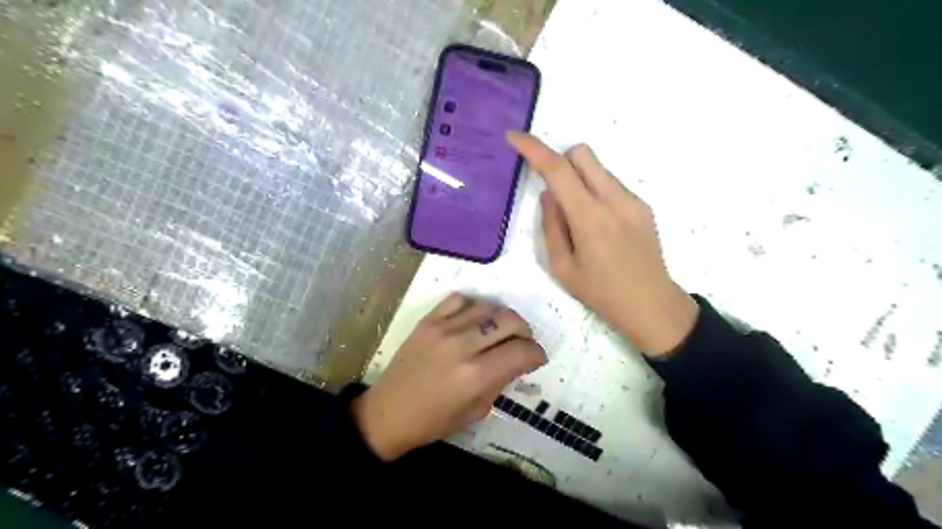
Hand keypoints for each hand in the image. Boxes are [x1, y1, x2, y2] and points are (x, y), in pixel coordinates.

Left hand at [351, 296, 544, 459]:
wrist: (388, 412)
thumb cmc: (434, 421)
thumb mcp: (476, 410)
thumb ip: (501, 380)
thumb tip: (519, 360)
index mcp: (476, 375)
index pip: (521, 351)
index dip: (536, 354)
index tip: (536, 358)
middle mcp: (462, 345)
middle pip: (510, 320)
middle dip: (525, 331)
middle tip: (521, 343)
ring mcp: (443, 328)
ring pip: (488, 306)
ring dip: (502, 317)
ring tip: (499, 330)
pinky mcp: (428, 320)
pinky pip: (459, 299)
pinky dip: (474, 306)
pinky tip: (474, 319)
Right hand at [508, 130, 698, 356]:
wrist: (652, 305)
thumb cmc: (601, 293)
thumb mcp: (562, 267)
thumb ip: (551, 225)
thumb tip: (549, 194)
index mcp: (589, 217)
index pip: (557, 170)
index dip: (533, 148)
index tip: (514, 137)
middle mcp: (614, 199)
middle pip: (582, 153)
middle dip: (560, 160)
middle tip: (553, 191)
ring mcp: (633, 200)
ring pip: (597, 167)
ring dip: (578, 178)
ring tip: (578, 219)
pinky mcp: (642, 206)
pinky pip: (610, 183)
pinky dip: (595, 190)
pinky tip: (599, 225)